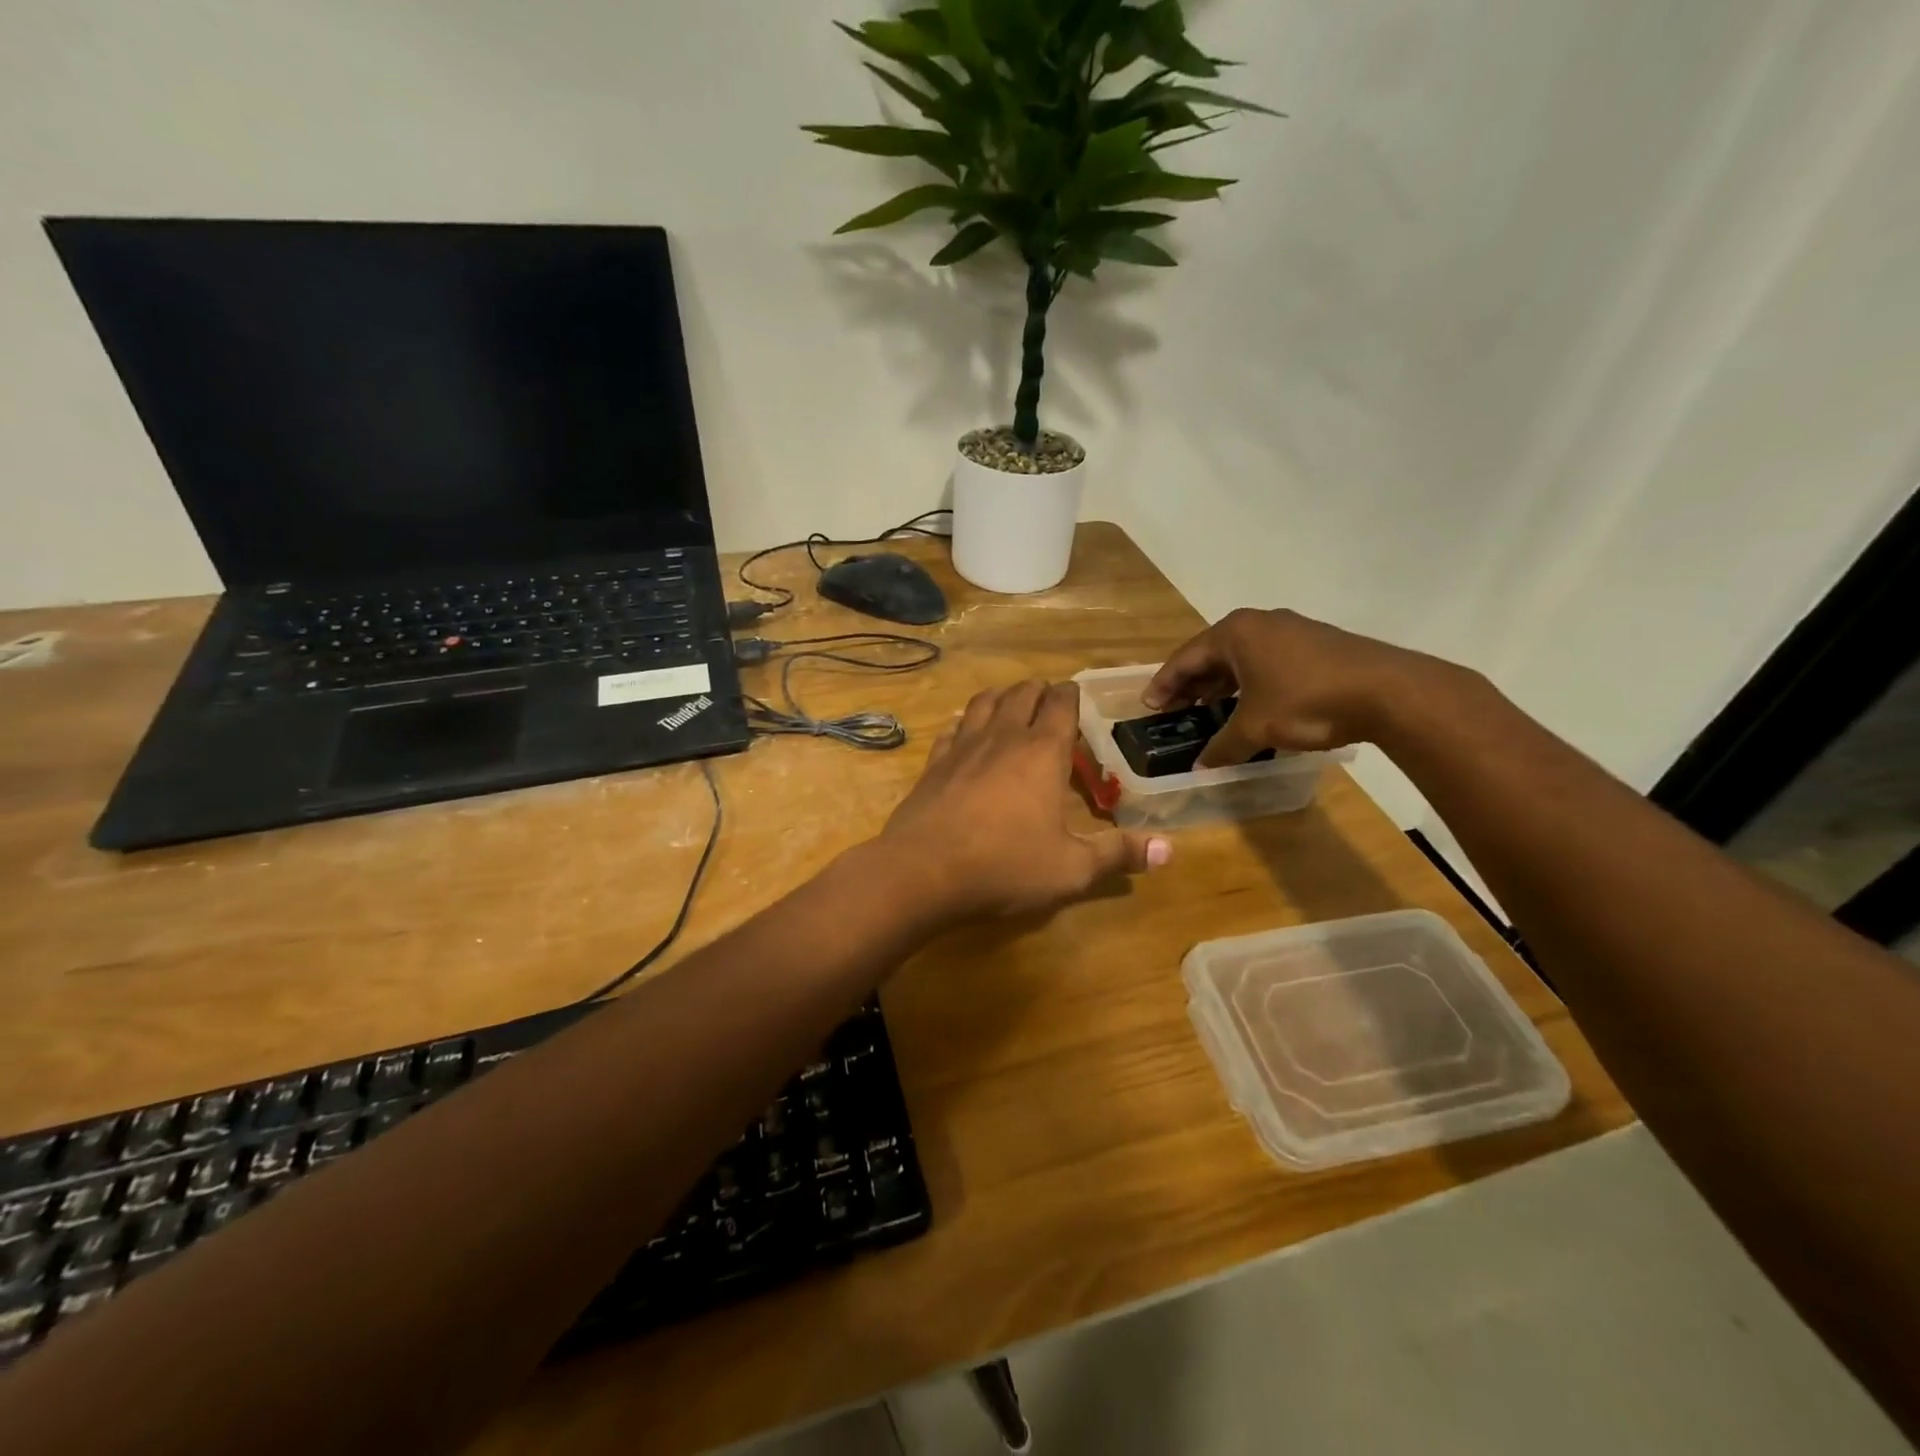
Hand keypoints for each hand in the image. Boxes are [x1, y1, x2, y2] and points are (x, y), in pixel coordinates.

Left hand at [880, 681, 1170, 920]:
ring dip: (1000, 697)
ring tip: (1009, 703)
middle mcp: (1002, 737)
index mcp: (1042, 752)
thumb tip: (1170, 850)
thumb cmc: (1005, 866)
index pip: (1060, 704)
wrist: (923, 871)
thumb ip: (1118, 855)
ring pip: (983, 702)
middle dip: (1038, 691)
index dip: (1070, 695)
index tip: (1076, 695)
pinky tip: (964, 732)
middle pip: (1021, 694)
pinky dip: (963, 723)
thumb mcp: (1071, 869)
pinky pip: (951, 729)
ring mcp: (962, 747)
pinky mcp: (933, 764)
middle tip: (1047, 700)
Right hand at [1145, 608, 1448, 766]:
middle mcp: (1260, 623)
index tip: (1149, 706)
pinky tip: (1252, 708)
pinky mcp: (1317, 645)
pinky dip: (1251, 685)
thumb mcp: (1256, 727)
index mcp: (1235, 633)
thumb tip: (1201, 767)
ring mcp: (1291, 631)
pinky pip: (1268, 663)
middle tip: (1175, 712)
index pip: (1185, 658)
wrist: (1389, 692)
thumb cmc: (1307, 701)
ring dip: (1222, 686)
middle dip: (1192, 685)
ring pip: (1243, 659)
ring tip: (1208, 712)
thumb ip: (1223, 746)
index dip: (1164, 685)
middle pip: (1212, 655)